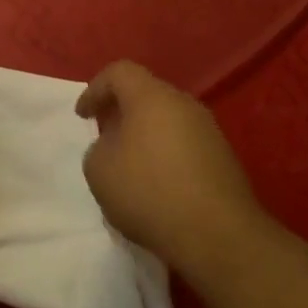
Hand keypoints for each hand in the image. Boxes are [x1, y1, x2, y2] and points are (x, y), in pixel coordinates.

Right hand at [77, 61, 265, 273]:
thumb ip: (99, 147)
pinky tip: (158, 184)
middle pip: (147, 94)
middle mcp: (184, 104)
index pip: (119, 72)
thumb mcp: (99, 170)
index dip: (95, 89)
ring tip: (130, 164)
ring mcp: (209, 130)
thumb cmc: (148, 192)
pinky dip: (166, 154)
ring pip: (168, 120)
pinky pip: (185, 144)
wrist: (217, 234)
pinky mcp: (224, 158)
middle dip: (122, 111)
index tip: (83, 116)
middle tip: (105, 135)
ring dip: (145, 135)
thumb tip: (116, 146)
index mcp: (151, 97)